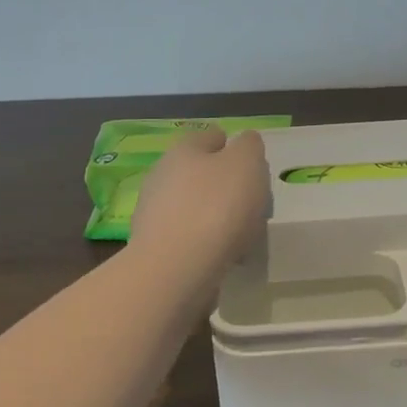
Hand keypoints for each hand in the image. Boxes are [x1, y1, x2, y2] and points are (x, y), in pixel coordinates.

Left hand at [128, 127, 270, 276]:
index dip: (232, 146)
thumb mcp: (246, 163)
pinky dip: (206, 241)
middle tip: (251, 201)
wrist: (176, 269)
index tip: (252, 165)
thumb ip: (249, 146)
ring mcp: (154, 212)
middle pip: (200, 172)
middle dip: (224, 183)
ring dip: (215, 214)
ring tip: (242, 233)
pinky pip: (188, 235)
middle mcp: (163, 175)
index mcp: (184, 149)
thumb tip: (244, 143)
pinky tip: (224, 255)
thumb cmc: (217, 206)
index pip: (211, 137)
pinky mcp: (155, 246)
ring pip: (194, 205)